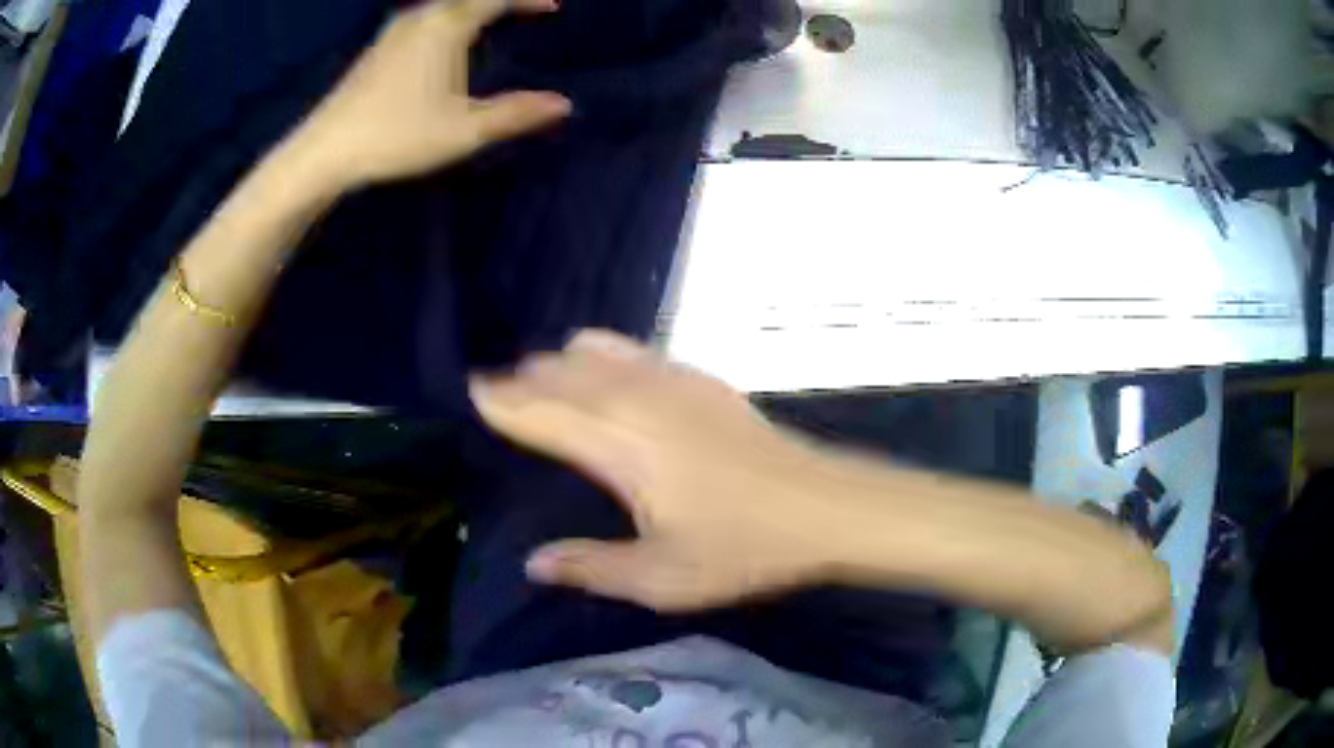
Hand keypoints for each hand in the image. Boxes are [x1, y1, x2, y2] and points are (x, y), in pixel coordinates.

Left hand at [292, 0, 569, 189]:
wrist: (325, 151)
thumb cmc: (396, 136)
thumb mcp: (464, 130)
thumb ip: (515, 114)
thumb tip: (564, 105)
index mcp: (447, 26)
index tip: (555, 5)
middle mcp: (421, 17)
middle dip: (500, 0)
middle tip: (526, 8)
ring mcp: (394, 31)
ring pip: (442, 5)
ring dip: (470, 7)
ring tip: (490, 18)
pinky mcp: (377, 48)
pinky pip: (423, 17)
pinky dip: (447, 16)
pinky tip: (443, 36)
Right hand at [470, 331, 834, 611]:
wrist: (821, 506)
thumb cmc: (741, 546)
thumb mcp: (660, 578)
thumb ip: (589, 568)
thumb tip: (533, 563)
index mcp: (616, 445)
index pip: (538, 409)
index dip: (500, 398)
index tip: (472, 387)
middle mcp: (634, 399)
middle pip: (559, 372)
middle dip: (523, 379)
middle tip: (499, 391)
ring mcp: (671, 380)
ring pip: (595, 350)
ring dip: (560, 363)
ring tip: (544, 380)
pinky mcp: (700, 377)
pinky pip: (634, 349)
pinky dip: (602, 354)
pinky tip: (607, 373)